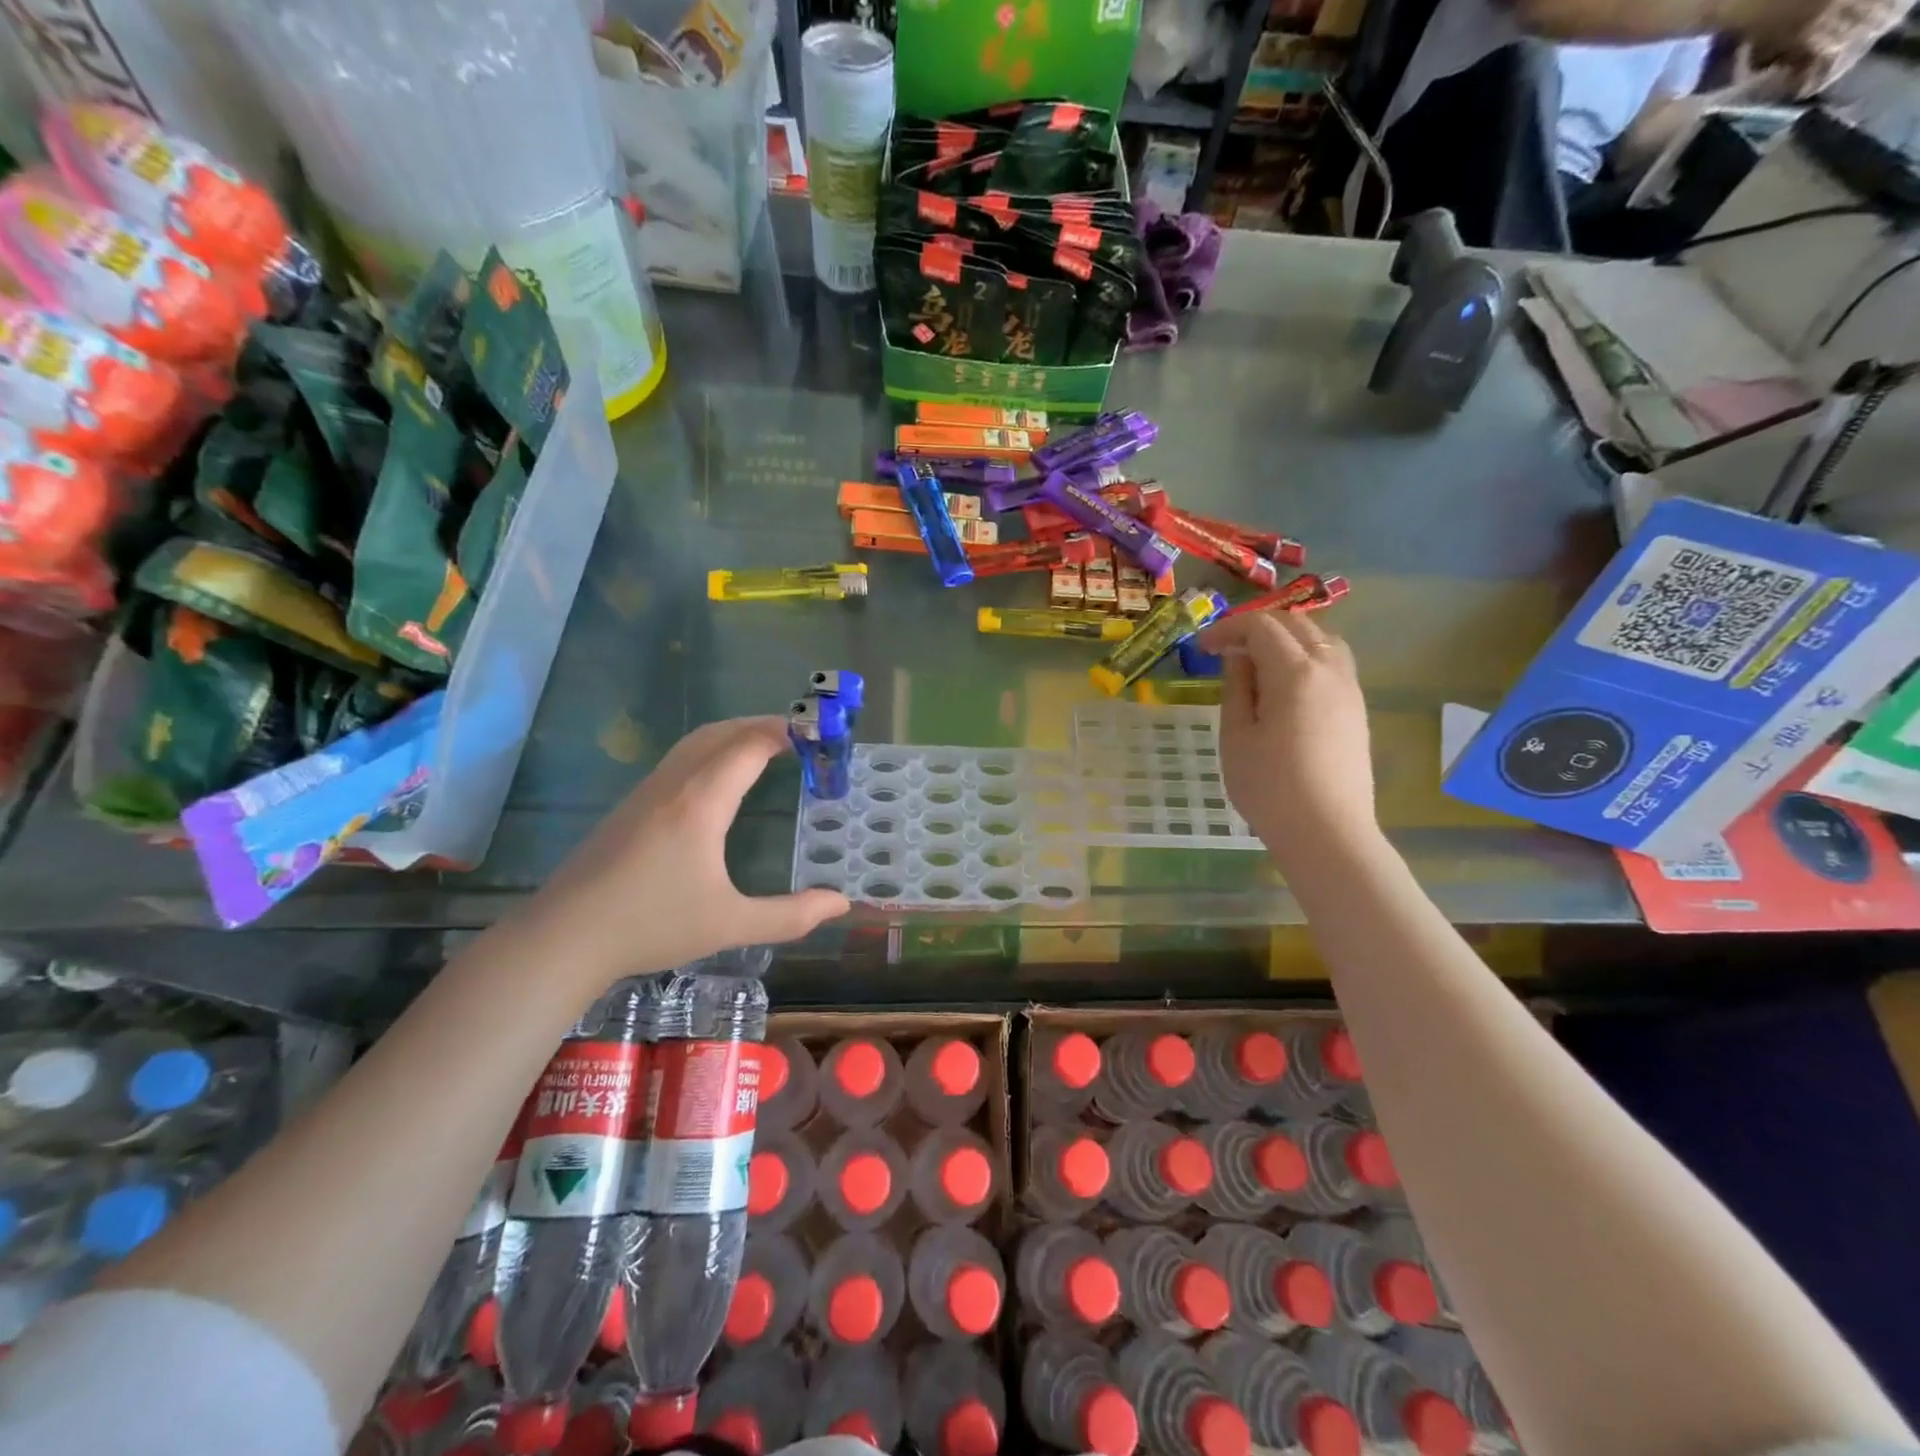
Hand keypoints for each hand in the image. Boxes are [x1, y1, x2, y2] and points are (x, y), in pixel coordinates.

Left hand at [523, 716, 850, 987]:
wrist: (562, 937)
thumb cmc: (651, 924)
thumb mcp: (730, 924)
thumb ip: (790, 915)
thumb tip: (841, 903)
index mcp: (701, 802)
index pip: (749, 746)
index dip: (786, 733)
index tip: (818, 734)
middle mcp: (673, 785)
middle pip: (721, 733)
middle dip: (762, 726)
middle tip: (799, 738)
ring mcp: (646, 793)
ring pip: (694, 743)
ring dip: (733, 736)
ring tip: (765, 750)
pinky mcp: (629, 807)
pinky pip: (678, 760)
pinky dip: (711, 752)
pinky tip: (719, 782)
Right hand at [1197, 609, 1379, 874]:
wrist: (1327, 832)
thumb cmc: (1269, 788)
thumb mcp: (1236, 737)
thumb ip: (1237, 689)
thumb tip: (1239, 660)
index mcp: (1294, 673)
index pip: (1261, 627)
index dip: (1228, 629)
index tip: (1202, 648)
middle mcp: (1328, 670)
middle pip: (1295, 624)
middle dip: (1257, 628)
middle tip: (1226, 649)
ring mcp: (1349, 688)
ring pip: (1321, 639)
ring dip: (1287, 638)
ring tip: (1259, 662)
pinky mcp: (1356, 709)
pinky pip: (1333, 663)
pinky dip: (1306, 657)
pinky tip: (1286, 685)